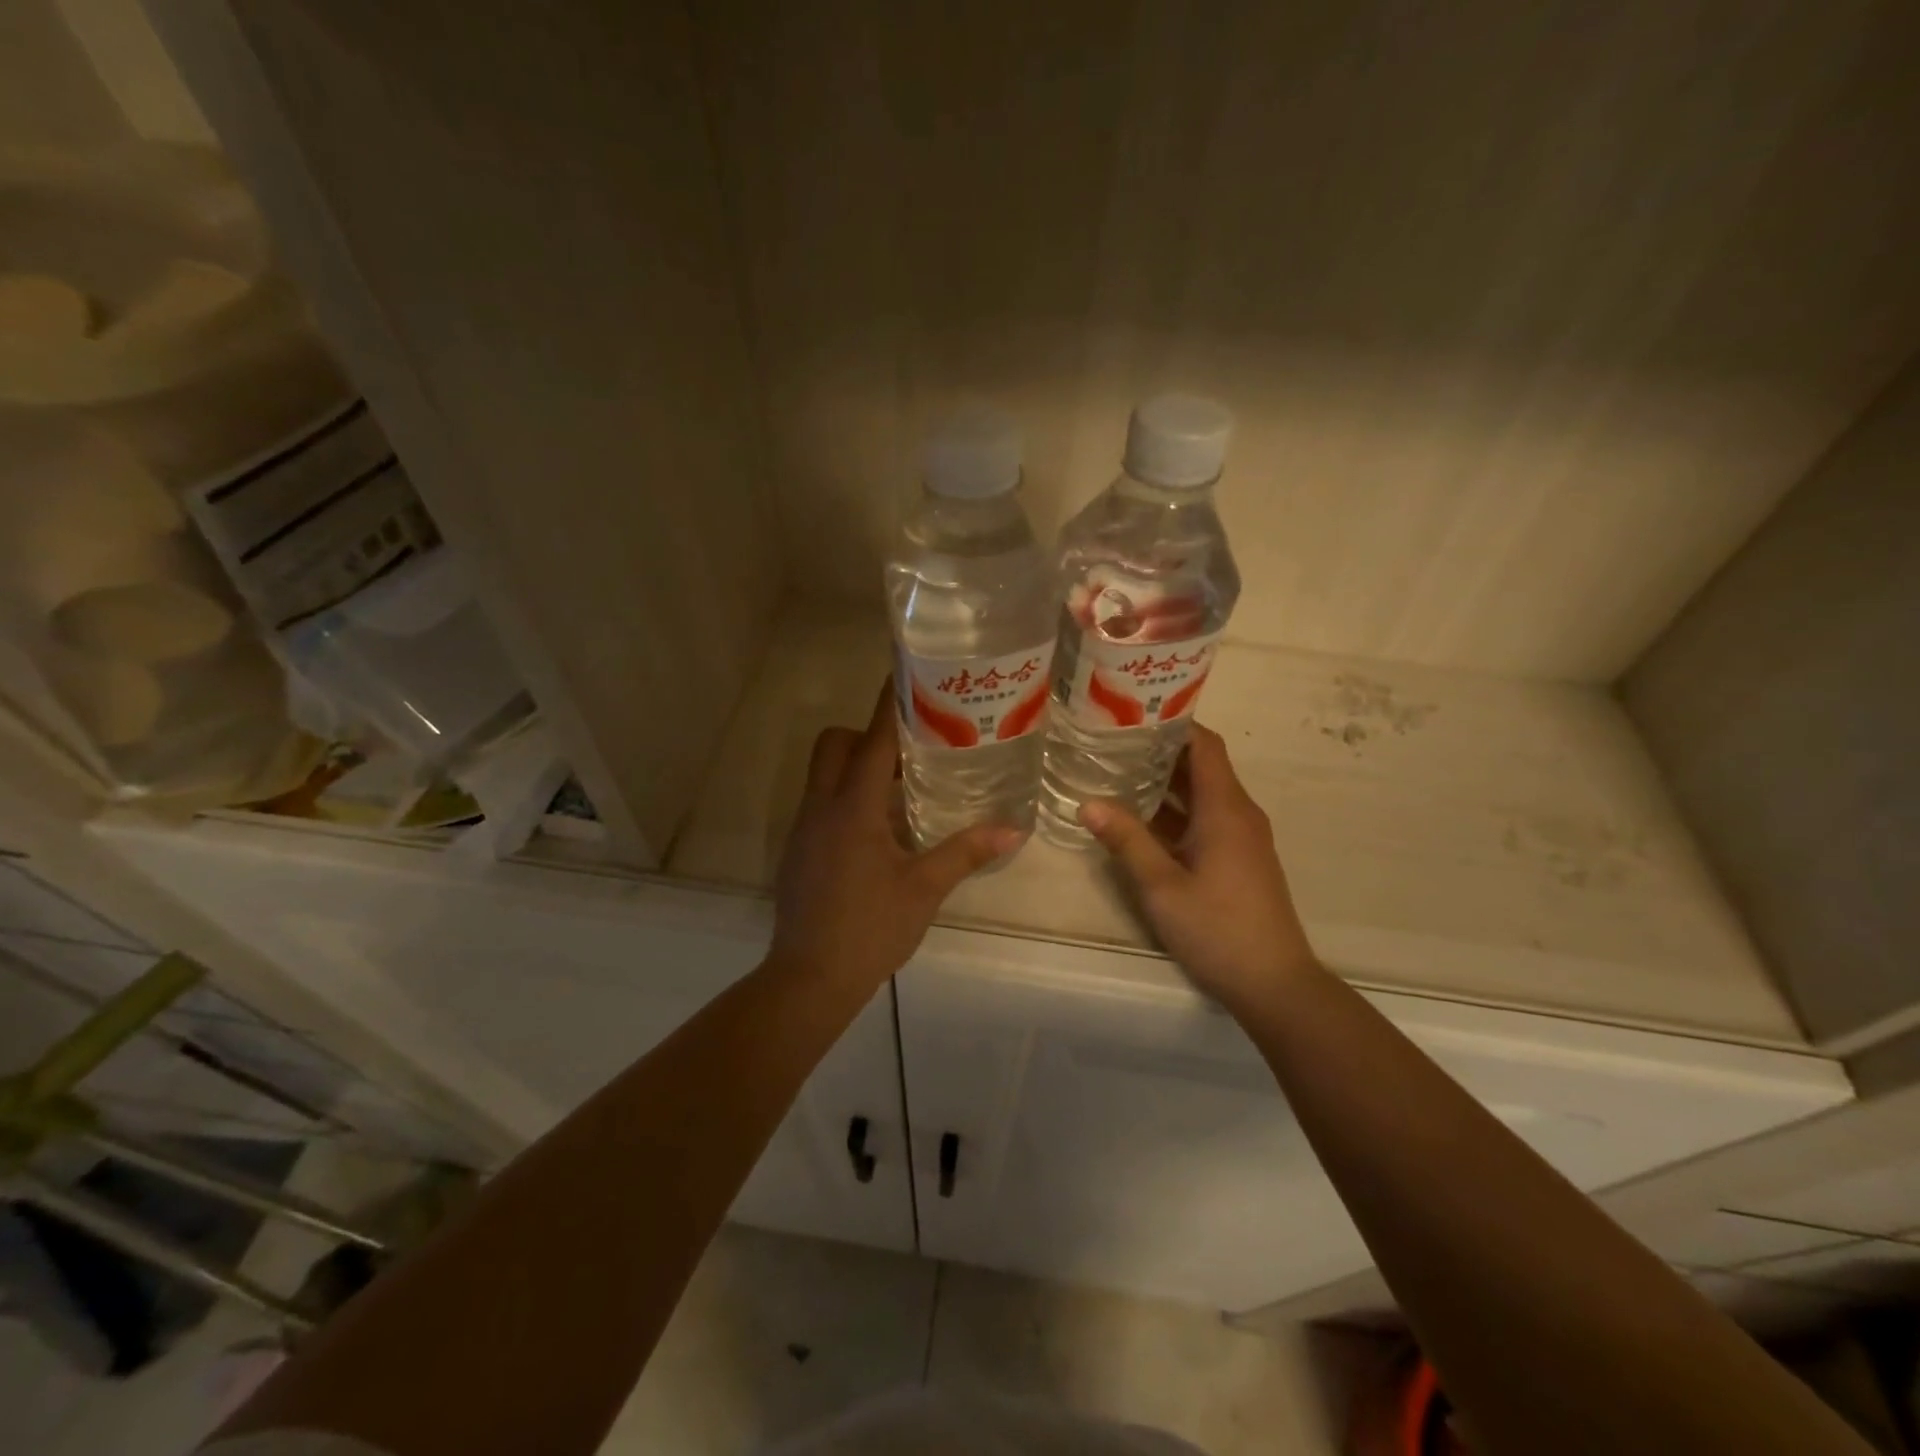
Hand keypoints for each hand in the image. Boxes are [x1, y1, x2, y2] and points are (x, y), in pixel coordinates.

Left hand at [771, 681, 1021, 993]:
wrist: (810, 979)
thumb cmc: (870, 928)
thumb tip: (1013, 829)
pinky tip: (880, 829)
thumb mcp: (924, 888)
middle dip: (866, 733)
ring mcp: (805, 829)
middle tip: (910, 746)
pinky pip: (821, 803)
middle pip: (834, 744)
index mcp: (852, 807)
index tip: (909, 676)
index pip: (871, 739)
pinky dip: (847, 797)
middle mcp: (821, 807)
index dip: (890, 704)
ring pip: (823, 774)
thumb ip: (965, 852)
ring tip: (903, 784)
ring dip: (857, 767)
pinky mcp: (799, 851)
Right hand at [1081, 724, 1318, 1013]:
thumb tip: (1087, 803)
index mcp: (1225, 809)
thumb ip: (1126, 840)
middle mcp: (1238, 813)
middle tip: (1111, 740)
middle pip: (1201, 765)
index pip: (1204, 745)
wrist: (1274, 983)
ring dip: (1165, 781)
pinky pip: (1206, 817)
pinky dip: (1175, 810)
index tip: (1132, 713)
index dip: (1173, 724)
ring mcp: (1242, 836)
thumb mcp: (1161, 886)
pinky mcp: (1239, 857)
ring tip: (1116, 770)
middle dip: (1159, 750)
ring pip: (1201, 793)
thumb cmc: (1218, 929)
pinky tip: (1139, 817)